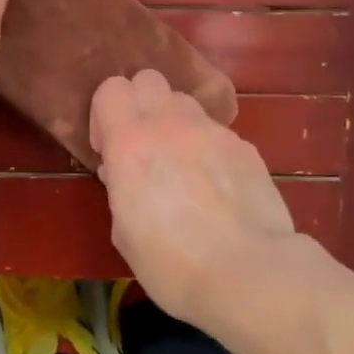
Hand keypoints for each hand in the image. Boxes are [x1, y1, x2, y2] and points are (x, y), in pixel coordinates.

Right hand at [90, 69, 295, 323]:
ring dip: (174, 122)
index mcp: (130, 143)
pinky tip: (216, 185)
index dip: (104, 115)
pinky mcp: (244, 146)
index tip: (108, 149)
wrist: (249, 274)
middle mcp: (170, 124)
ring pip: (184, 102)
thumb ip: (120, 189)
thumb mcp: (124, 233)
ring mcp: (212, 131)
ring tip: (181, 162)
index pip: (110, 89)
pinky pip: (216, 132)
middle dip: (139, 105)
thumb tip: (122, 172)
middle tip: (142, 145)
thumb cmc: (172, 264)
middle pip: (148, 79)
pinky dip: (208, 148)